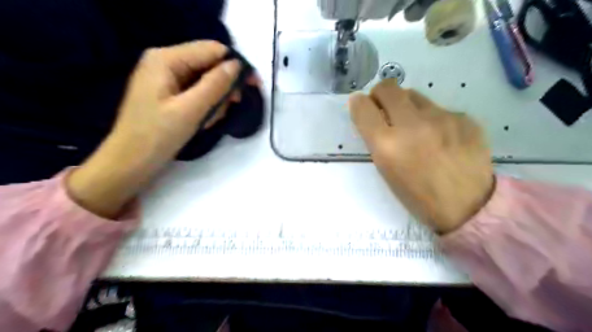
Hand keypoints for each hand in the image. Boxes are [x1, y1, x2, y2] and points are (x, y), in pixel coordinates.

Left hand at [68, 40, 243, 219]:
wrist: (131, 162)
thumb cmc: (157, 136)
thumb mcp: (190, 110)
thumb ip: (215, 85)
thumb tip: (237, 65)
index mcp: (166, 59)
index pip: (212, 50)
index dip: (236, 65)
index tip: (254, 85)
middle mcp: (166, 62)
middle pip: (210, 65)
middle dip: (224, 87)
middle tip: (231, 107)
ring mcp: (168, 78)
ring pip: (207, 81)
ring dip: (215, 100)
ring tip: (208, 120)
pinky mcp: (170, 93)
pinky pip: (198, 92)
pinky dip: (206, 106)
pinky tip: (202, 121)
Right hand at [351, 79, 495, 232]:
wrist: (468, 207)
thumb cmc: (417, 195)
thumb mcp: (386, 170)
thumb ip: (377, 140)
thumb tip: (373, 114)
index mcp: (387, 145)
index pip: (363, 107)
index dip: (358, 103)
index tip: (363, 106)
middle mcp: (412, 126)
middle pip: (388, 87)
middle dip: (381, 94)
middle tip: (385, 108)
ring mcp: (442, 118)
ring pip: (414, 94)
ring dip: (407, 105)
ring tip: (417, 126)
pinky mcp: (464, 118)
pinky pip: (439, 108)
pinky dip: (433, 118)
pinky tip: (443, 138)